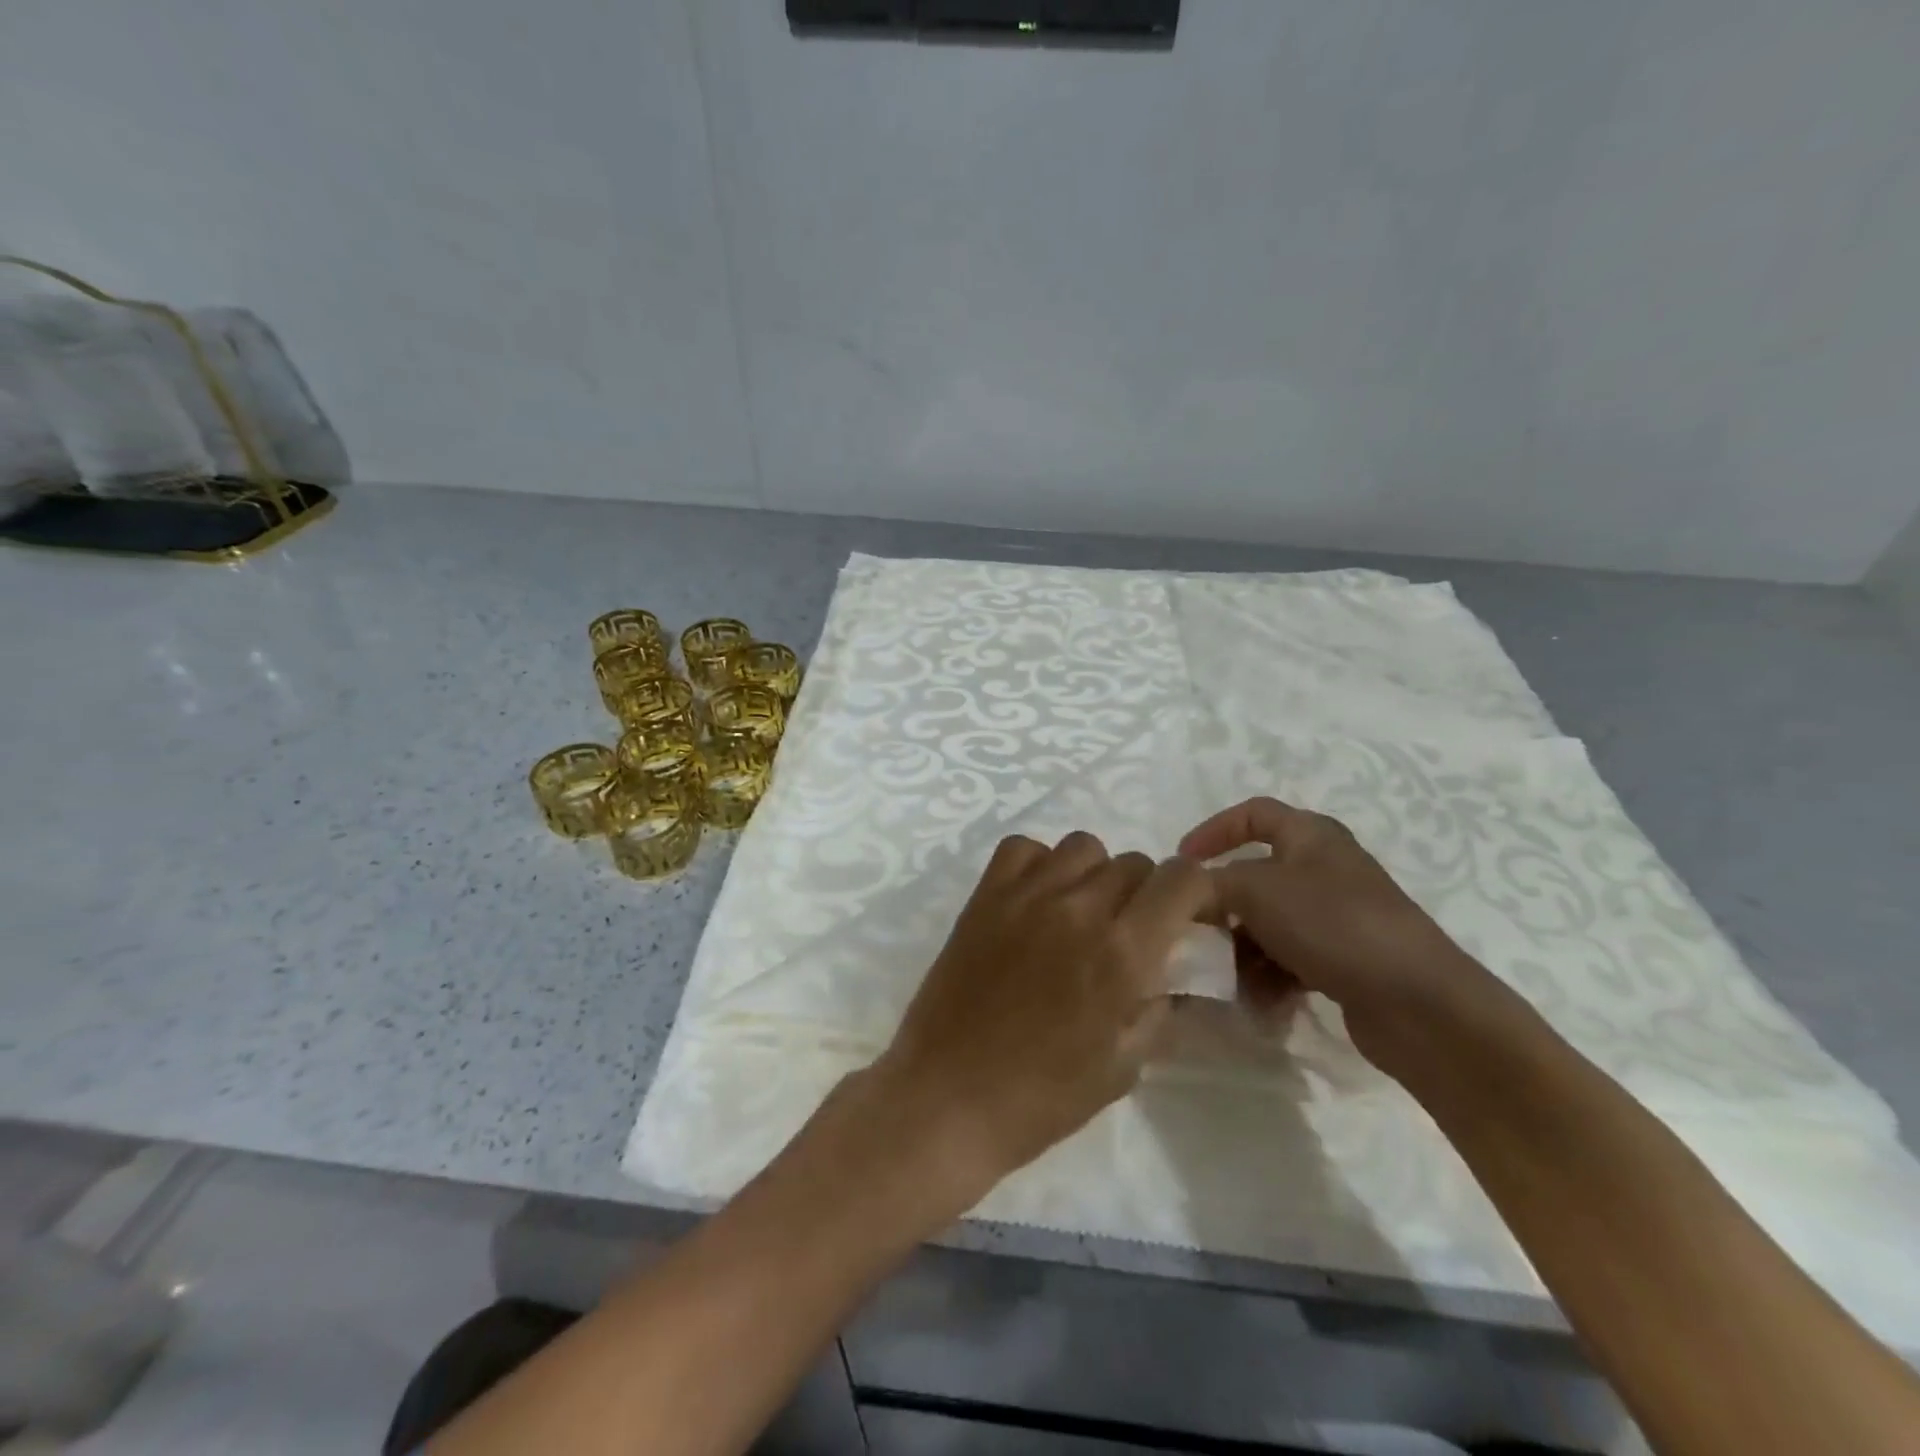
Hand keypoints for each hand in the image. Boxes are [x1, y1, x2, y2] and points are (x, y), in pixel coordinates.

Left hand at [872, 831, 1216, 1195]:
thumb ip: (1158, 1008)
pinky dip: (1039, 864)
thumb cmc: (1041, 1097)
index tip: (1188, 918)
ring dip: (1095, 874)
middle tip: (1129, 931)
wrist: (947, 1096)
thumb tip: (1173, 972)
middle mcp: (1079, 908)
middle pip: (1134, 862)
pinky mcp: (985, 894)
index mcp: (1123, 952)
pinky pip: (1024, 848)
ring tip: (1080, 913)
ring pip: (1083, 847)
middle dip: (1146, 893)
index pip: (1182, 878)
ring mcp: (1027, 894)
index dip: (1195, 893)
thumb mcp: (1124, 1066)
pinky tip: (1036, 901)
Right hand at [1180, 797, 1498, 1071]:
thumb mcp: (1256, 890)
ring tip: (1227, 977)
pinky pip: (1290, 959)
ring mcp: (1337, 917)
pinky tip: (1260, 1001)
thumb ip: (1208, 884)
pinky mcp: (1345, 960)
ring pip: (1268, 923)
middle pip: (1255, 876)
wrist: (1417, 1003)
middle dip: (1223, 905)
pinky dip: (1269, 975)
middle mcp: (1325, 869)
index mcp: (1311, 836)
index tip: (1181, 862)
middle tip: (1196, 929)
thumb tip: (1182, 891)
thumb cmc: (1332, 924)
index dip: (1213, 830)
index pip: (1254, 814)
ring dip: (1242, 948)